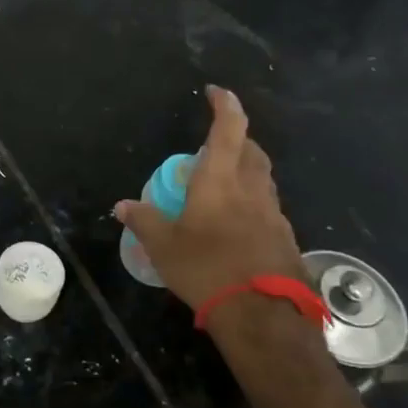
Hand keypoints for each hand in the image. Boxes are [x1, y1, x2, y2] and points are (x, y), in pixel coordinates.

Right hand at [113, 86, 310, 313]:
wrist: (262, 316)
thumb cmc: (206, 269)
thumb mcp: (163, 246)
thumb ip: (143, 220)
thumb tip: (122, 206)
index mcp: (220, 180)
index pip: (229, 128)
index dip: (224, 104)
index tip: (215, 92)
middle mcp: (252, 189)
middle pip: (252, 151)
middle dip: (237, 140)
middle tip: (214, 148)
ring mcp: (274, 214)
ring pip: (263, 180)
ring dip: (246, 173)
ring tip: (224, 187)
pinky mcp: (285, 239)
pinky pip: (268, 210)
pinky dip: (254, 206)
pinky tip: (238, 227)